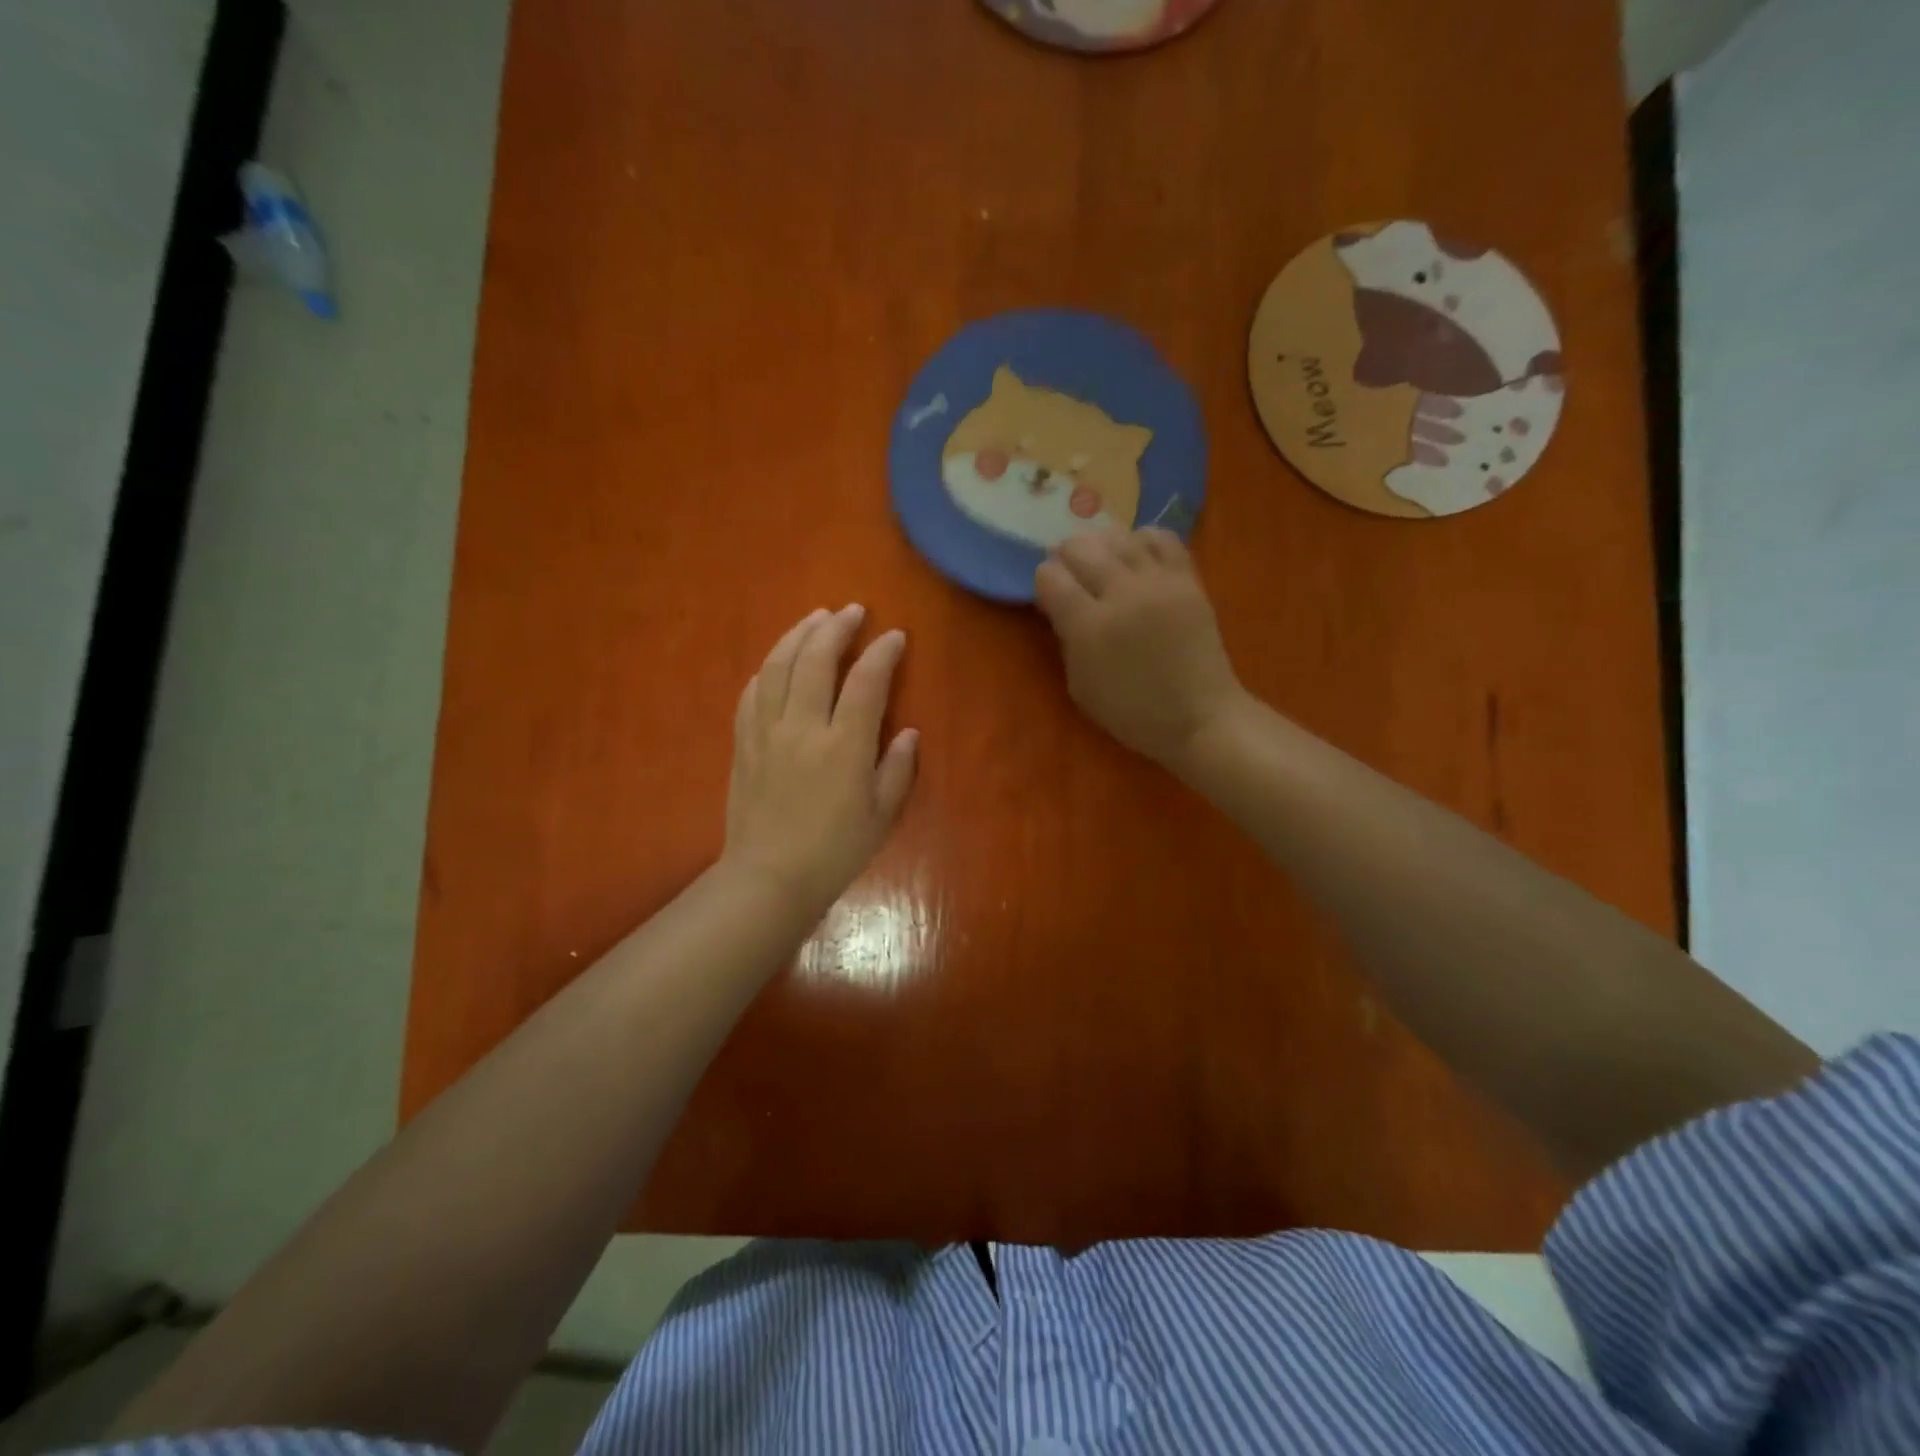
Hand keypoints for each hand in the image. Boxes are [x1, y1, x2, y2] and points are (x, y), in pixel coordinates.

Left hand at [721, 605, 917, 917]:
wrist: (769, 879)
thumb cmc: (834, 852)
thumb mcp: (881, 815)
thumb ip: (897, 768)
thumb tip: (907, 732)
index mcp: (844, 746)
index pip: (867, 681)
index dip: (883, 653)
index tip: (894, 637)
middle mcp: (803, 727)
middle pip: (817, 659)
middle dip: (837, 628)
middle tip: (852, 611)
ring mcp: (767, 731)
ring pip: (779, 666)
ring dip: (799, 635)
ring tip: (815, 618)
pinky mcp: (744, 742)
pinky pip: (753, 692)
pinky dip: (769, 668)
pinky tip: (778, 662)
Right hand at [1035, 529, 1247, 769]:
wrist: (1199, 718)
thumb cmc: (1132, 713)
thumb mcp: (1080, 687)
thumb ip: (1066, 640)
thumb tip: (1060, 606)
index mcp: (1089, 627)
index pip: (1051, 576)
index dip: (1045, 581)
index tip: (1051, 595)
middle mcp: (1121, 595)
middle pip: (1080, 548)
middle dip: (1067, 556)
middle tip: (1071, 573)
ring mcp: (1158, 583)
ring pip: (1118, 536)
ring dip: (1102, 545)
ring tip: (1102, 561)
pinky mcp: (1188, 580)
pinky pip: (1161, 538)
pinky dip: (1142, 539)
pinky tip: (1137, 554)